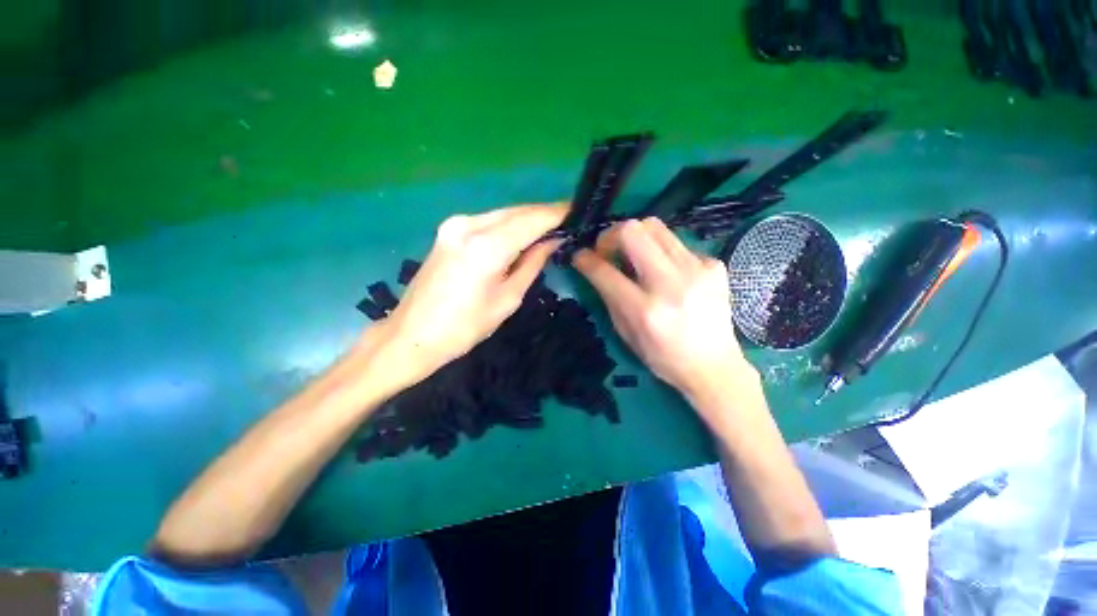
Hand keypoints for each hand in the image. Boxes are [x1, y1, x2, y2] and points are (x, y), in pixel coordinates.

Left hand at [375, 203, 566, 385]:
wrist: (413, 334)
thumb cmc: (465, 327)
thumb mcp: (508, 298)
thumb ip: (532, 264)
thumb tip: (552, 242)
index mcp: (487, 246)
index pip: (532, 220)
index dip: (556, 214)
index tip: (577, 212)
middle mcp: (469, 225)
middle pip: (517, 211)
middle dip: (543, 214)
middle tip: (567, 221)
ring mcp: (455, 224)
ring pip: (503, 213)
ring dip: (526, 219)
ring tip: (549, 229)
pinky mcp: (448, 230)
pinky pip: (488, 221)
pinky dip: (508, 225)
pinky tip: (521, 235)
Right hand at [572, 218, 757, 406]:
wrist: (713, 366)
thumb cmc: (663, 357)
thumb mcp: (626, 334)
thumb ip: (610, 298)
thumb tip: (597, 268)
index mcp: (644, 310)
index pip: (605, 271)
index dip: (586, 259)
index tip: (580, 255)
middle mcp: (671, 285)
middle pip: (633, 231)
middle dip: (610, 235)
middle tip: (607, 249)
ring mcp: (697, 270)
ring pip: (656, 226)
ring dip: (636, 236)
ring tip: (633, 254)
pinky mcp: (714, 265)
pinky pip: (677, 243)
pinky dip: (662, 252)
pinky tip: (666, 272)